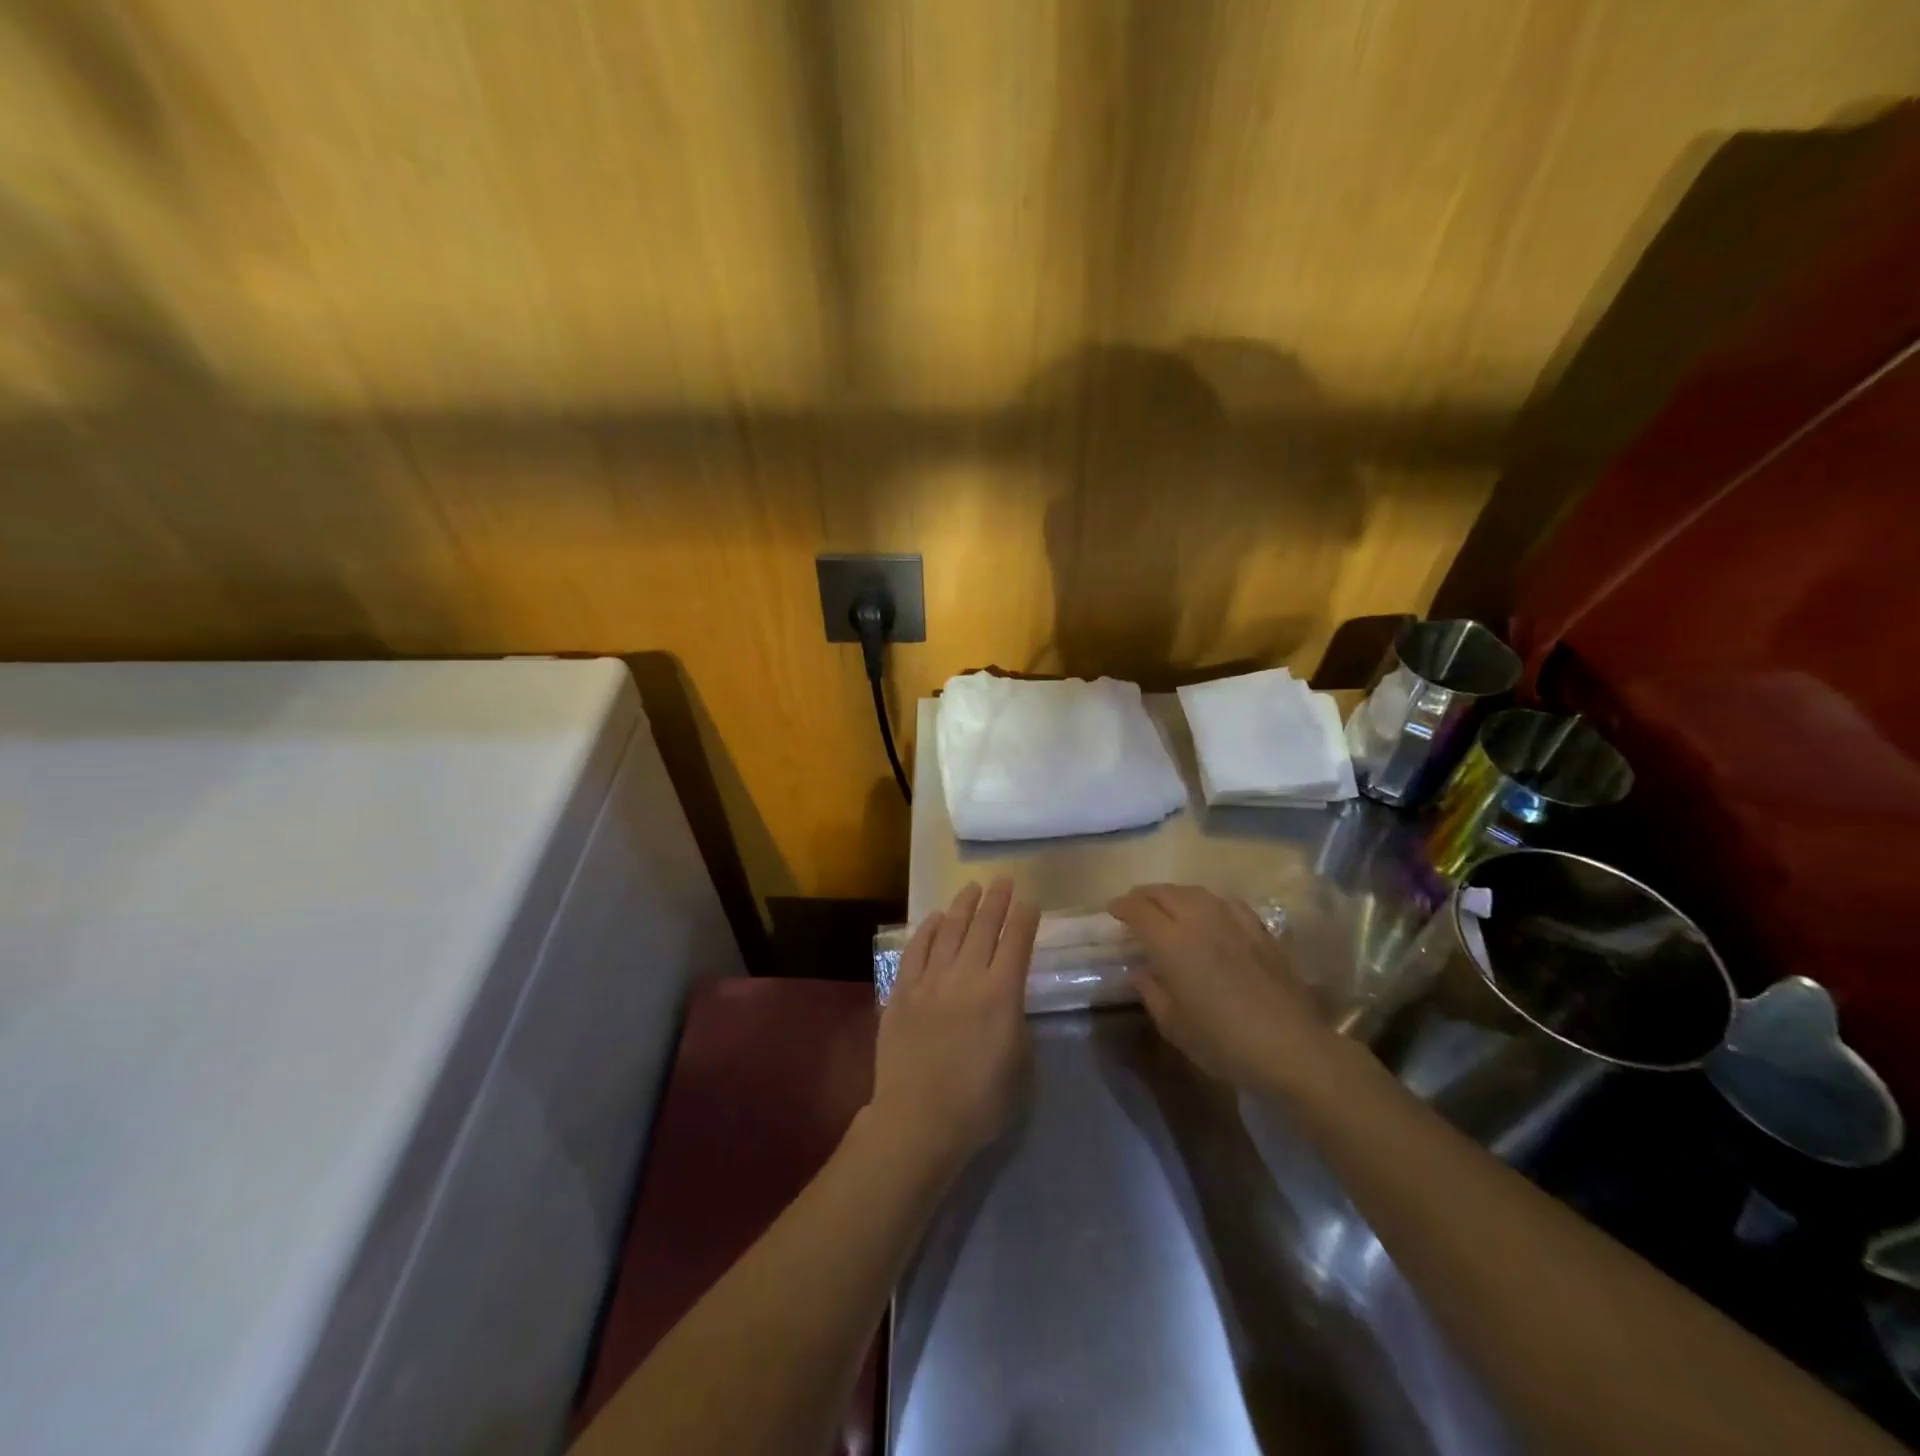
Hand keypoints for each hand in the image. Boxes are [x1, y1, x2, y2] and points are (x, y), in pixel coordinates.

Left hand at [870, 877, 1039, 1170]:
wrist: (918, 1120)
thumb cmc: (979, 1102)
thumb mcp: (1019, 1064)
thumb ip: (1015, 1021)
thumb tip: (1007, 1000)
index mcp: (1001, 994)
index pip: (1017, 942)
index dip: (1025, 918)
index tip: (1030, 901)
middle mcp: (967, 977)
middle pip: (984, 927)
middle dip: (997, 900)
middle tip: (1003, 880)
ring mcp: (931, 981)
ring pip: (950, 930)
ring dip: (963, 906)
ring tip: (972, 887)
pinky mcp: (902, 991)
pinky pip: (916, 950)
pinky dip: (928, 930)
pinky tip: (936, 918)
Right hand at [1110, 883, 1332, 1091]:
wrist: (1291, 1048)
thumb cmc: (1223, 1042)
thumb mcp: (1174, 1026)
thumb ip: (1152, 992)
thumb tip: (1141, 972)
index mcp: (1172, 942)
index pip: (1139, 910)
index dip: (1122, 907)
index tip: (1112, 911)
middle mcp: (1200, 921)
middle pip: (1166, 893)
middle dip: (1145, 895)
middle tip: (1134, 906)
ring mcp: (1233, 922)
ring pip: (1196, 892)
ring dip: (1174, 894)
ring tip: (1167, 905)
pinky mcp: (1260, 930)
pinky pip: (1227, 903)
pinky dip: (1208, 902)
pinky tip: (1210, 913)